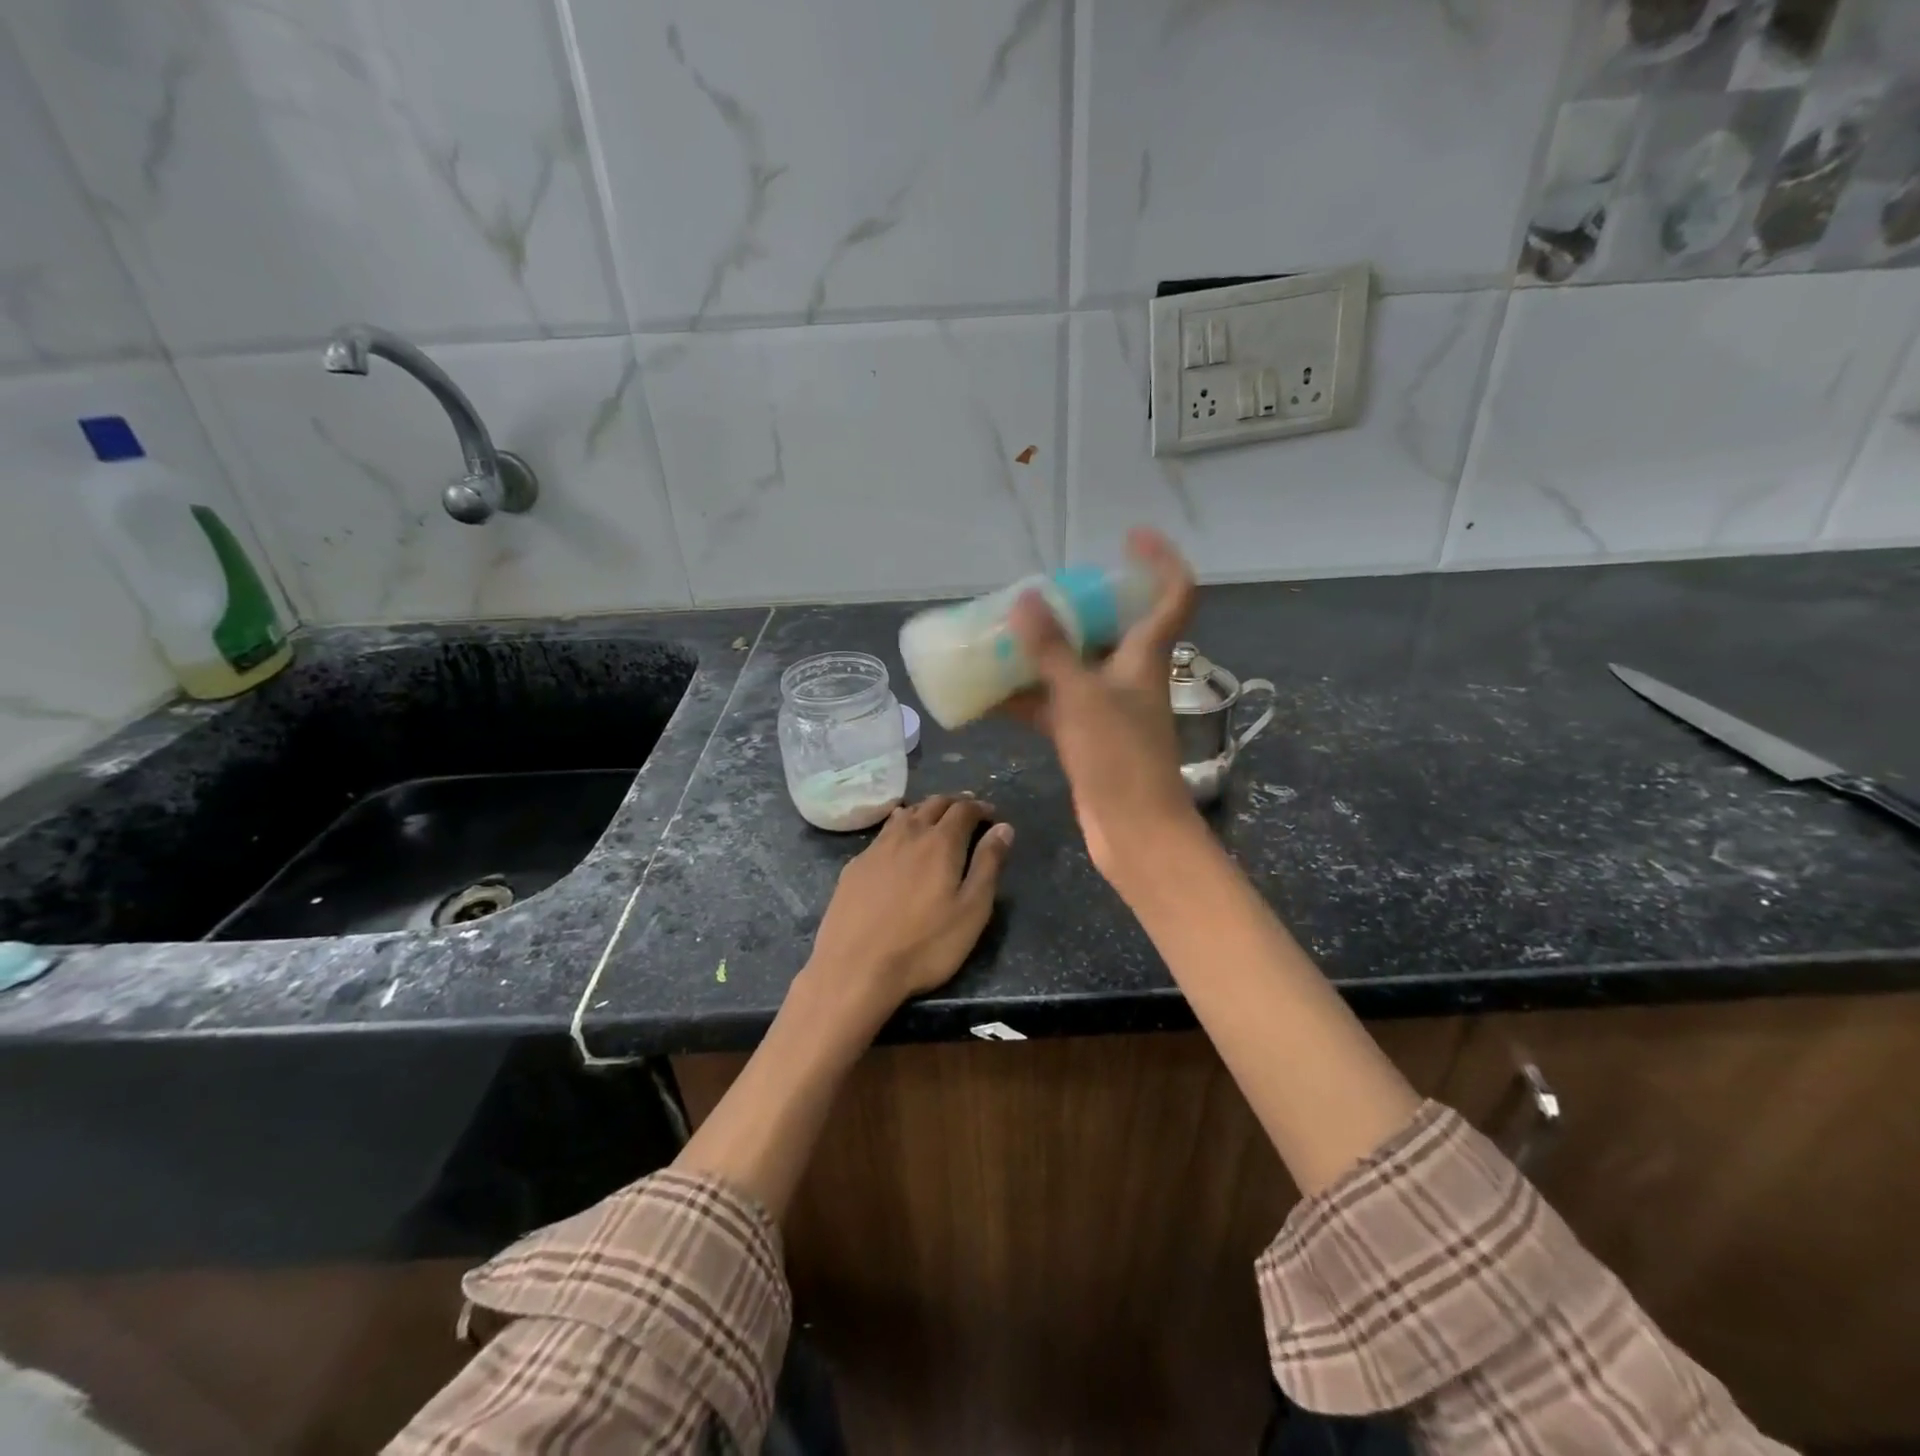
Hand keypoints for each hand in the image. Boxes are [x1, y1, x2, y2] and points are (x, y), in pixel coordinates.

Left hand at [802, 795, 1013, 1022]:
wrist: (855, 968)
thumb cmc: (925, 945)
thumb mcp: (971, 910)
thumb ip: (988, 865)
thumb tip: (1003, 828)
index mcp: (941, 843)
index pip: (963, 810)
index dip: (979, 807)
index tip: (990, 813)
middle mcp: (908, 835)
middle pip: (933, 804)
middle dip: (953, 803)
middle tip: (966, 810)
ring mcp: (876, 848)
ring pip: (905, 814)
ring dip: (925, 811)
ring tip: (934, 819)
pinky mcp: (854, 866)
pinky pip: (882, 834)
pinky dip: (899, 828)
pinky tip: (898, 842)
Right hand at [1004, 527, 1201, 891]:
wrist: (1134, 832)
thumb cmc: (1120, 758)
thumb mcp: (1081, 696)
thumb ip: (1051, 650)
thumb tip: (1024, 599)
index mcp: (1146, 656)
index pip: (1173, 594)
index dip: (1160, 560)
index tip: (1130, 538)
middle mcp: (1130, 675)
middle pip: (1112, 626)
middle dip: (1078, 606)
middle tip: (1037, 593)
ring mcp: (1108, 708)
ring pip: (1075, 666)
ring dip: (1042, 653)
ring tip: (1000, 635)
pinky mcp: (1088, 737)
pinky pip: (1054, 704)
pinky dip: (1025, 698)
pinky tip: (987, 695)